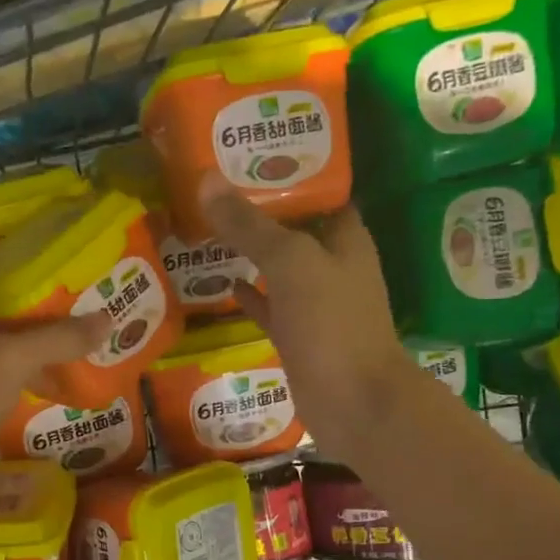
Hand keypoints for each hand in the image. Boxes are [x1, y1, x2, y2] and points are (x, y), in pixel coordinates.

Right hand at [200, 174, 416, 460]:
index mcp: (346, 240)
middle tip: (217, 190)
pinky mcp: (298, 337)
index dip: (291, 173)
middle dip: (262, 212)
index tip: (250, 157)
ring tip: (210, 229)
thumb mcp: (290, 263)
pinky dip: (250, 296)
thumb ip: (250, 225)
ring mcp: (316, 305)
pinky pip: (270, 308)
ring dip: (252, 253)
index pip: (321, 194)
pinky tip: (225, 284)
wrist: (353, 402)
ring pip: (280, 269)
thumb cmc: (332, 323)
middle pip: (296, 230)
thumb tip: (206, 180)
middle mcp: (334, 267)